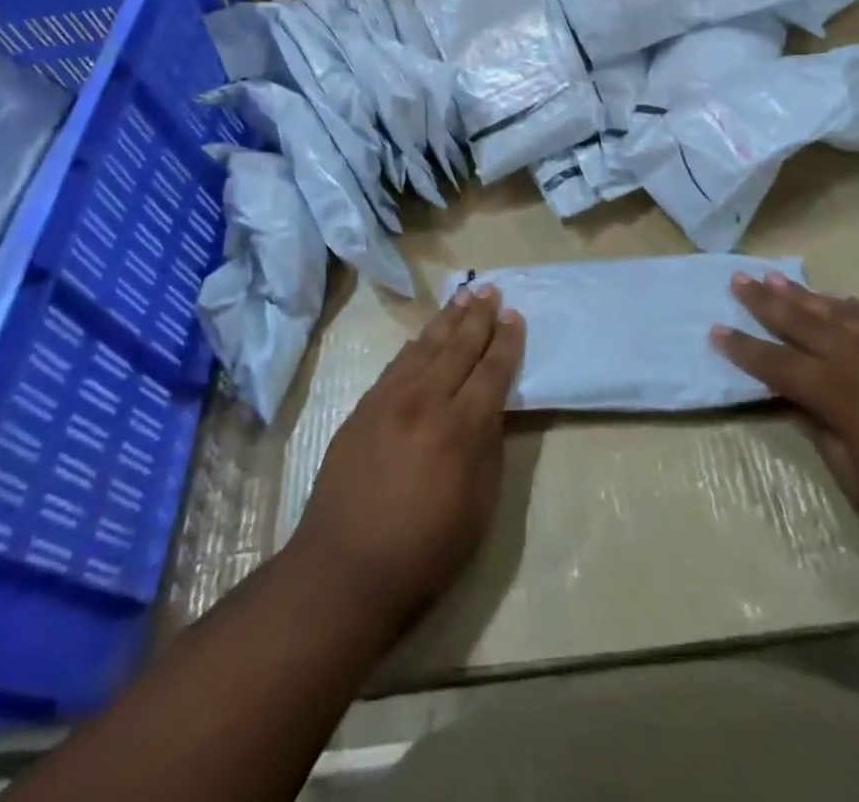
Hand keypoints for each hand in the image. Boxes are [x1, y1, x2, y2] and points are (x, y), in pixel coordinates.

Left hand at [287, 286, 524, 631]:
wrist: (344, 570)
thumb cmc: (425, 550)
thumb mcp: (479, 506)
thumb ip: (487, 447)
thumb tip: (489, 408)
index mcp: (461, 427)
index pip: (491, 371)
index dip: (506, 342)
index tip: (515, 316)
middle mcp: (426, 401)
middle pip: (458, 347)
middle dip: (478, 317)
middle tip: (491, 289)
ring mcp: (389, 401)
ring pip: (425, 347)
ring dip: (447, 320)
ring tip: (463, 297)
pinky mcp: (363, 409)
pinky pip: (396, 365)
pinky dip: (415, 345)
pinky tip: (423, 336)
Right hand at [713, 273, 858, 591]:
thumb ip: (823, 434)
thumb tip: (799, 403)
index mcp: (837, 393)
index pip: (775, 363)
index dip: (743, 349)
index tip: (715, 331)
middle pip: (801, 322)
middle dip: (765, 302)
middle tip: (737, 280)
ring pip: (837, 311)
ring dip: (803, 294)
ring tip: (775, 276)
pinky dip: (853, 307)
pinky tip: (839, 300)